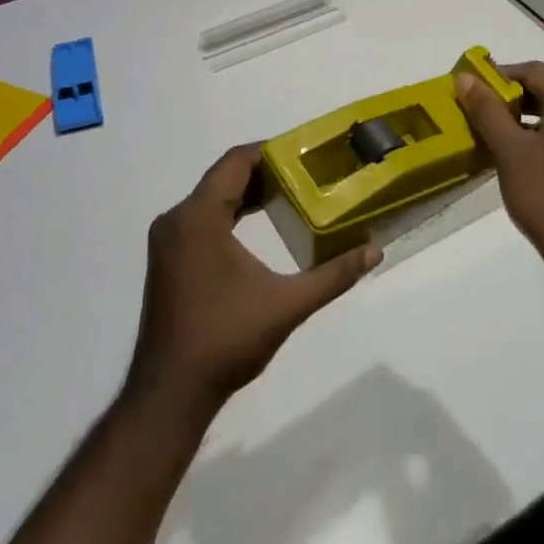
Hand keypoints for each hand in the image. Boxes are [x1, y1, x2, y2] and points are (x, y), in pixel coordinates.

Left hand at [125, 146, 380, 423]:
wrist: (170, 394)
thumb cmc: (226, 341)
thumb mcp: (287, 305)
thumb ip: (333, 275)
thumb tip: (374, 250)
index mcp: (198, 218)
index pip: (235, 161)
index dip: (271, 150)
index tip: (307, 152)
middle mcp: (177, 220)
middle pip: (224, 177)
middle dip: (266, 172)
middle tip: (309, 173)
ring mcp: (169, 241)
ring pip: (212, 198)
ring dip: (249, 193)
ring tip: (293, 194)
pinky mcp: (169, 259)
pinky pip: (202, 218)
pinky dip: (232, 213)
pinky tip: (261, 224)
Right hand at [456, 61, 543, 280]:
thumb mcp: (509, 150)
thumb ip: (487, 109)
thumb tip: (465, 78)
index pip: (534, 71)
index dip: (500, 77)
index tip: (474, 91)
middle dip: (518, 98)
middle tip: (486, 115)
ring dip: (538, 116)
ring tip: (507, 137)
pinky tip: (538, 157)